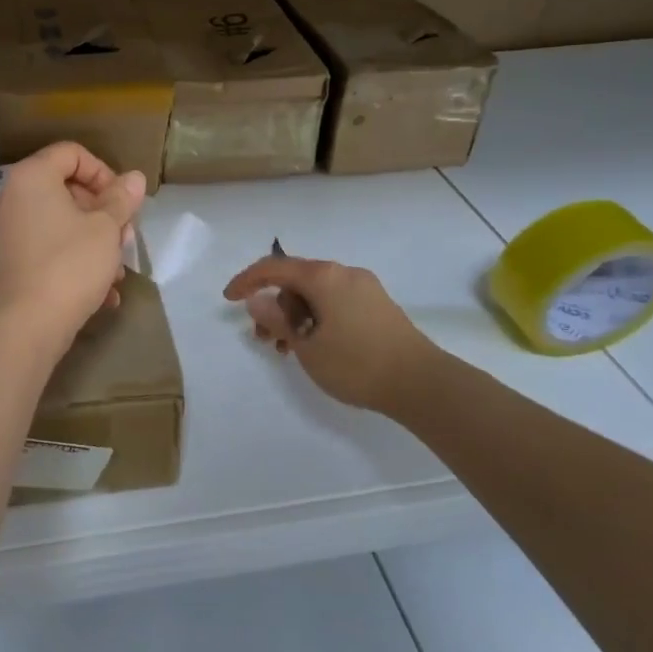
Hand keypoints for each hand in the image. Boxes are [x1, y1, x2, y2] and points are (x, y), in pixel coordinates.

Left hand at [0, 143, 147, 350]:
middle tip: (125, 237)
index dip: (103, 172)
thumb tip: (134, 178)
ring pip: (63, 222)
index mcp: (32, 177)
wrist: (27, 325)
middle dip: (104, 212)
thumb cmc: (70, 264)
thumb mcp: (106, 228)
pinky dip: (76, 260)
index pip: (72, 153)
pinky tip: (104, 292)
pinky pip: (51, 247)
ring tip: (118, 271)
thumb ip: (121, 198)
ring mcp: (11, 230)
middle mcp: (15, 197)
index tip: (122, 201)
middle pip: (68, 188)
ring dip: (96, 241)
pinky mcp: (14, 260)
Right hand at [223, 255, 438, 413]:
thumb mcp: (307, 346)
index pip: (274, 268)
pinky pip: (335, 302)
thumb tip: (255, 299)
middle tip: (264, 338)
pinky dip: (317, 318)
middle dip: (274, 306)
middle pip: (296, 281)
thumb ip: (277, 320)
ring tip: (288, 350)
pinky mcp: (378, 305)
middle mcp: (344, 273)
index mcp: (324, 277)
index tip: (229, 299)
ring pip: (316, 294)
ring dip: (295, 316)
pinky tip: (315, 346)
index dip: (247, 280)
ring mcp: (365, 288)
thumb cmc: (357, 364)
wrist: (423, 384)